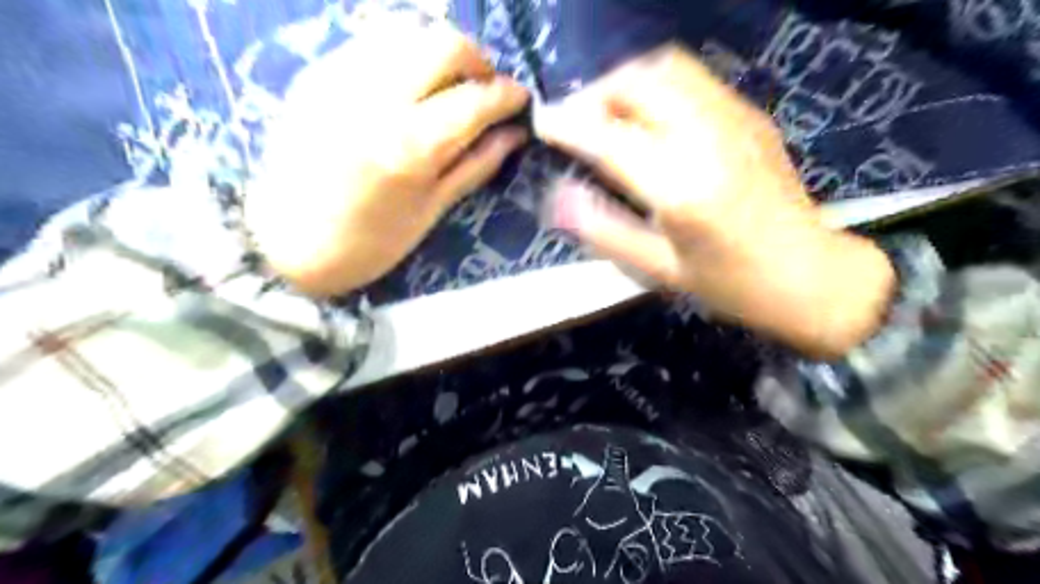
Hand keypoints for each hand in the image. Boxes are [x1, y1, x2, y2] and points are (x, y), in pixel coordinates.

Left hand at [247, 20, 529, 296]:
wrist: (284, 244)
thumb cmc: (368, 244)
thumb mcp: (431, 211)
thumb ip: (476, 164)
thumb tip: (514, 133)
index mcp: (409, 146)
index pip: (475, 99)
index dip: (507, 94)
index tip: (520, 98)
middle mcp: (374, 98)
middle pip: (443, 43)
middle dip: (477, 60)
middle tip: (484, 87)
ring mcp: (339, 77)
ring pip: (406, 30)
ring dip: (439, 50)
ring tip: (448, 83)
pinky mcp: (315, 72)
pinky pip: (372, 42)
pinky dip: (403, 53)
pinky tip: (408, 83)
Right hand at [535, 45, 893, 358]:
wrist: (811, 275)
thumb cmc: (730, 284)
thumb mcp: (659, 270)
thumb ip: (604, 231)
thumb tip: (557, 198)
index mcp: (681, 188)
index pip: (609, 138)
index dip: (568, 125)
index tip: (543, 123)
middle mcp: (708, 139)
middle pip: (638, 82)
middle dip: (595, 93)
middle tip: (578, 122)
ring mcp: (735, 119)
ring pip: (667, 68)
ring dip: (626, 84)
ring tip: (610, 115)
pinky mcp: (751, 115)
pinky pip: (693, 79)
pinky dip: (658, 87)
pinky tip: (651, 119)